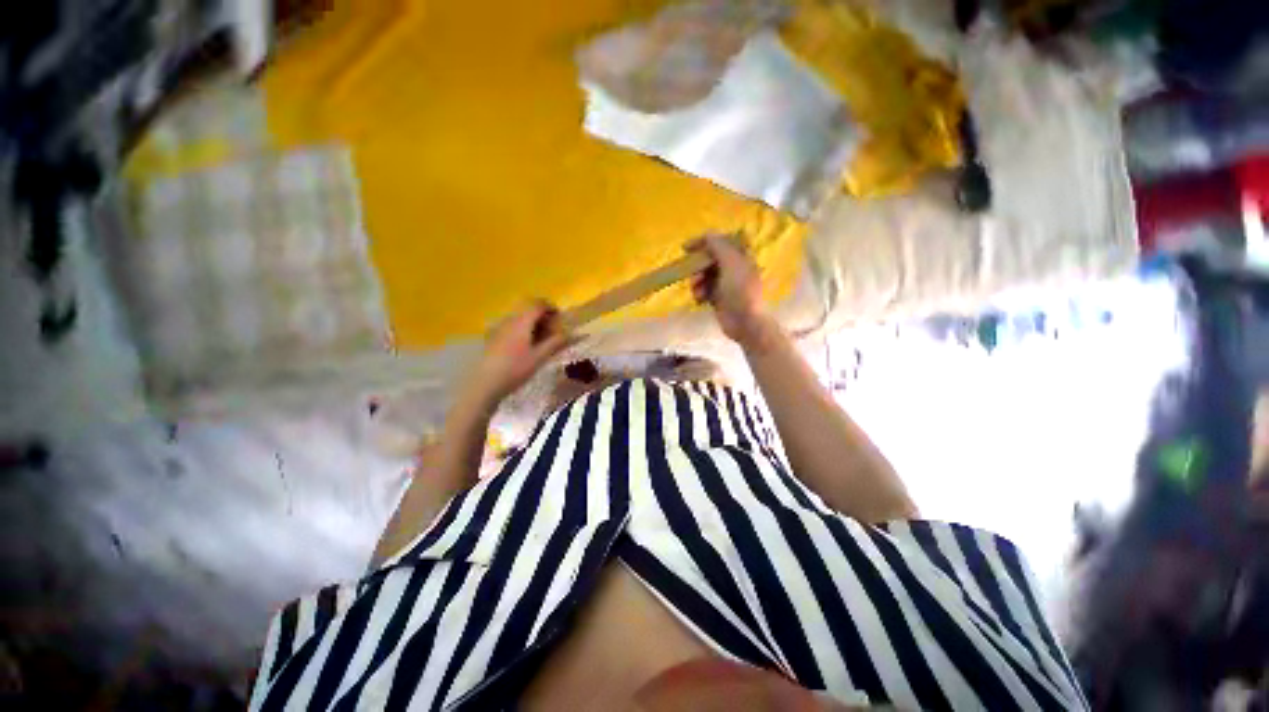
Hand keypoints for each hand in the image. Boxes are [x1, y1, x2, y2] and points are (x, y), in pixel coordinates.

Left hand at [465, 301, 572, 404]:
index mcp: (522, 321)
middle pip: (528, 309)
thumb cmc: (516, 369)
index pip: (538, 304)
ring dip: (533, 323)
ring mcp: (499, 327)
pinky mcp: (493, 336)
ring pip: (520, 317)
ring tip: (540, 341)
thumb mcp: (540, 356)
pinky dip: (522, 329)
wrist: (486, 383)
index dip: (551, 307)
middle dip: (543, 316)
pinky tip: (525, 347)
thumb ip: (558, 342)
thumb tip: (576, 333)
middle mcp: (509, 319)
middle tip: (552, 331)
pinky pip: (511, 325)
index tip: (560, 319)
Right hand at [687, 234, 772, 347]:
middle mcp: (733, 267)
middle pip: (709, 259)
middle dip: (698, 266)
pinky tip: (700, 300)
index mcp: (741, 256)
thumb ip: (718, 245)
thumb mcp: (731, 262)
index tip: (686, 248)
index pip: (720, 241)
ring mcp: (725, 283)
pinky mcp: (718, 298)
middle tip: (692, 274)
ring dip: (697, 282)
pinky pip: (703, 290)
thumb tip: (707, 234)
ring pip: (704, 275)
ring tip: (697, 291)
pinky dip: (699, 293)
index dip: (703, 242)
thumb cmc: (740, 290)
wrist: (744, 322)